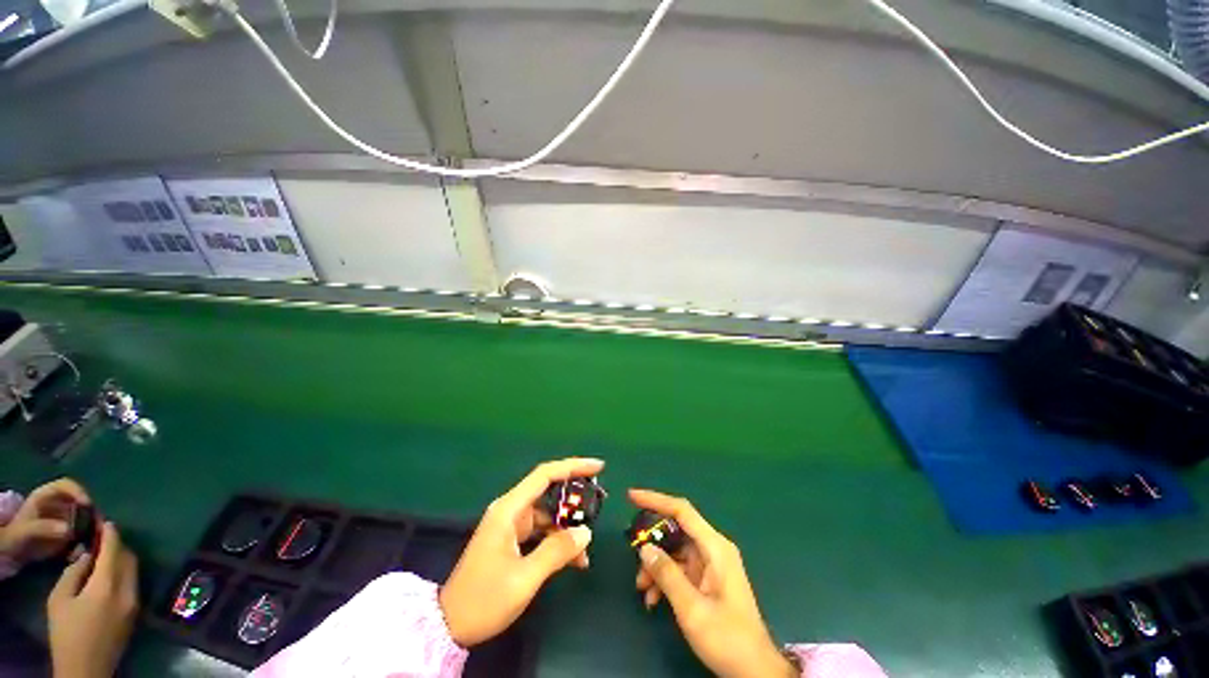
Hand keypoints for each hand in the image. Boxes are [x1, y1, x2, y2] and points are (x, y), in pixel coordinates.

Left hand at [0, 479, 89, 563]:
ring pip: (86, 519)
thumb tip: (68, 529)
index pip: (67, 485)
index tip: (88, 505)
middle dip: (91, 514)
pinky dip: (86, 542)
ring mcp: (65, 520)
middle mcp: (59, 505)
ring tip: (94, 541)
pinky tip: (84, 552)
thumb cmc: (14, 537)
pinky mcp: (70, 534)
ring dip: (92, 529)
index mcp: (47, 497)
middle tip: (99, 527)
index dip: (79, 491)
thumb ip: (44, 528)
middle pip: (81, 503)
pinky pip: (83, 535)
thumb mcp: (25, 531)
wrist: (11, 555)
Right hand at [47, 522, 138, 677]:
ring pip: (134, 569)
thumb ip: (74, 572)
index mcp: (107, 586)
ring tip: (105, 553)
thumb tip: (87, 554)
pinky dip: (125, 572)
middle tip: (103, 537)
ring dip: (123, 558)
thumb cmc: (67, 634)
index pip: (114, 551)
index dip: (111, 533)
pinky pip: (134, 582)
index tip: (106, 521)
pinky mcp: (136, 612)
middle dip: (118, 544)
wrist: (86, 669)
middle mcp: (128, 591)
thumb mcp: (60, 600)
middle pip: (129, 558)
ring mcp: (136, 602)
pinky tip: (111, 573)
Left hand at [439, 458, 600, 647]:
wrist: (448, 626)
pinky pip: (540, 531)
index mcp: (509, 509)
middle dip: (573, 501)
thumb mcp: (525, 578)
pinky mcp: (510, 539)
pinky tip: (572, 560)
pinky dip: (556, 541)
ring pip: (547, 515)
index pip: (545, 475)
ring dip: (566, 529)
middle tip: (598, 507)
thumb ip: (557, 551)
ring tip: (584, 553)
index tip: (598, 467)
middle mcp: (510, 510)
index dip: (572, 466)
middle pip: (548, 492)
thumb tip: (585, 533)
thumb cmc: (484, 599)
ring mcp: (509, 525)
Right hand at [630, 489, 796, 677]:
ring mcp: (711, 564)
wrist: (754, 671)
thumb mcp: (692, 609)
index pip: (681, 510)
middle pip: (676, 531)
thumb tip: (645, 548)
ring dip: (656, 566)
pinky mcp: (708, 579)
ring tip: (642, 588)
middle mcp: (713, 549)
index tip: (632, 497)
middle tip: (633, 556)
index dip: (655, 500)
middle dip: (653, 544)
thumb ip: (667, 575)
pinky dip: (665, 579)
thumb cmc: (727, 638)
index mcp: (715, 547)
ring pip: (675, 552)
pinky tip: (654, 599)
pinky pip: (680, 569)